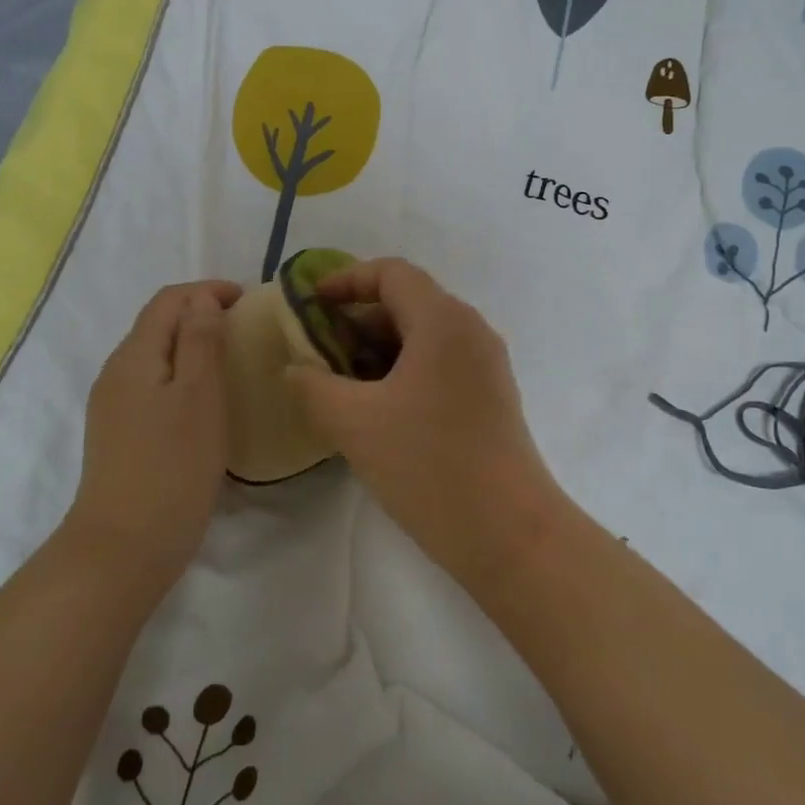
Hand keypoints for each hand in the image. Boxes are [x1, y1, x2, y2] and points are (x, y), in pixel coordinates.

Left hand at [64, 280, 243, 591]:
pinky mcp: (120, 434)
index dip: (207, 291)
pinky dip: (183, 376)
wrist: (123, 549)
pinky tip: (206, 400)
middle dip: (201, 315)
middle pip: (158, 325)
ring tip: (232, 359)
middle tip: (246, 329)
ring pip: (157, 357)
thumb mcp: (198, 397)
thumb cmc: (171, 467)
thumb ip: (200, 341)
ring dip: (192, 346)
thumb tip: (203, 301)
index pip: (168, 301)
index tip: (249, 301)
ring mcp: (114, 406)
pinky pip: (154, 386)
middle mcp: (117, 373)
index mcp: (134, 356)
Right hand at [285, 258, 563, 585]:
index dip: (346, 279)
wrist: (508, 532)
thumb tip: (295, 368)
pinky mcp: (491, 396)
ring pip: (423, 336)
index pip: (391, 273)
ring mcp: (486, 364)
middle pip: (408, 302)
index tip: (310, 303)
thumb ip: (313, 385)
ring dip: (378, 348)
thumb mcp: (355, 423)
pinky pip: (440, 363)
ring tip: (340, 383)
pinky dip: (403, 370)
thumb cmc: (428, 465)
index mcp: (442, 320)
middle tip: (318, 350)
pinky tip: (376, 408)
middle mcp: (470, 330)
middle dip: (357, 320)